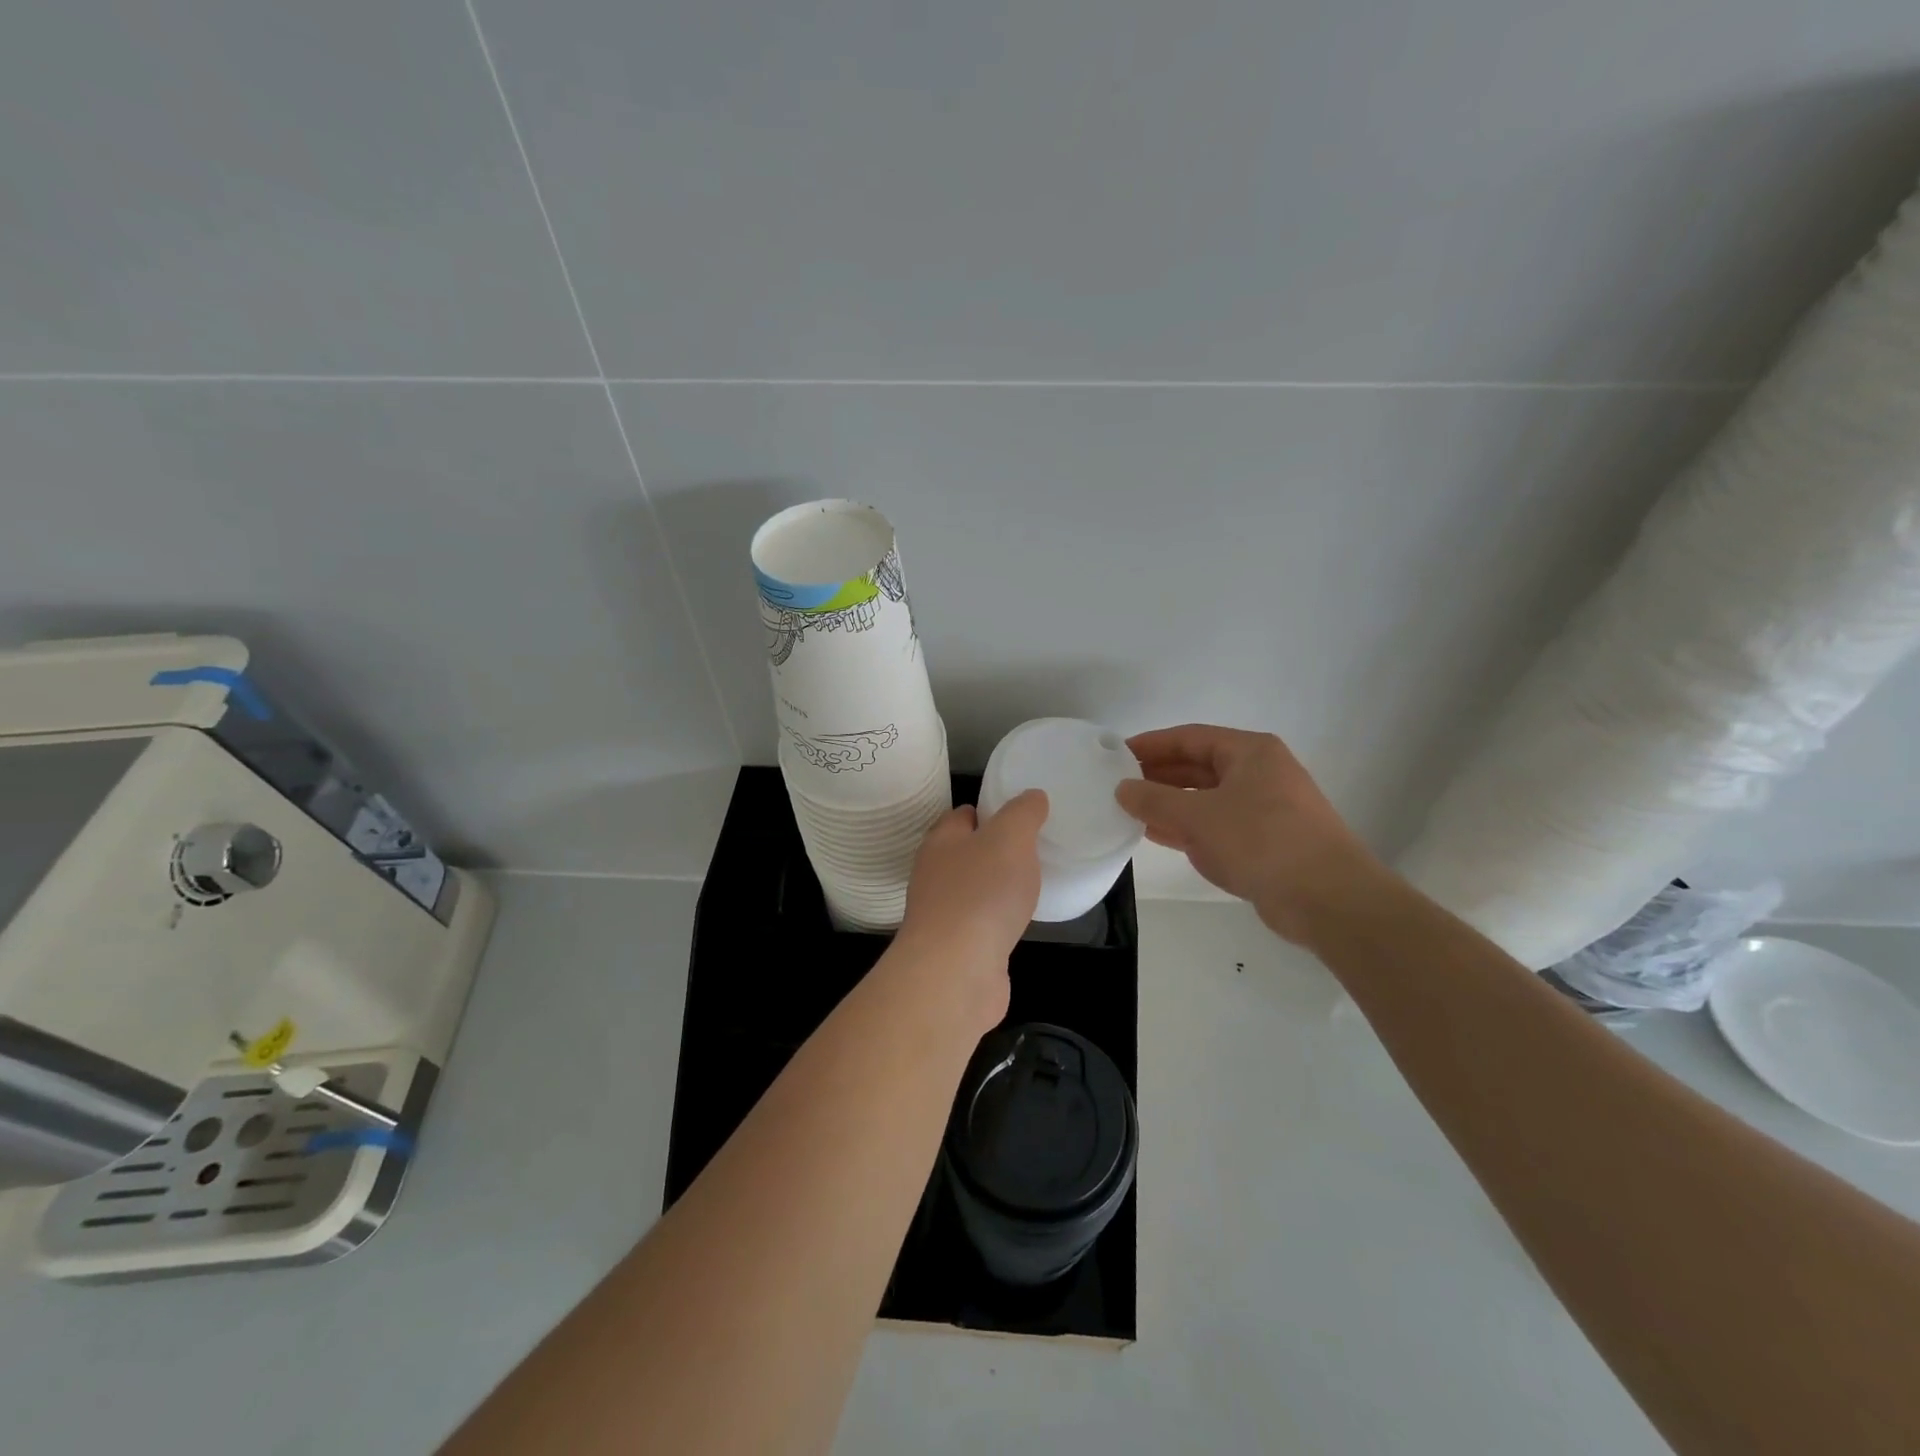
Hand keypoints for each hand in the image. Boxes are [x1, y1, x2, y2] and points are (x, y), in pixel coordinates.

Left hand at [895, 790, 1048, 1027]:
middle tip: (1033, 849)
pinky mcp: (956, 949)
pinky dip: (999, 920)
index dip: (989, 810)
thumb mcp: (1011, 838)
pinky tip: (1019, 922)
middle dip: (995, 850)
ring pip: (974, 889)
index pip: (962, 815)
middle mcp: (935, 874)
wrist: (956, 972)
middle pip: (966, 852)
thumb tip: (1032, 796)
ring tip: (1031, 884)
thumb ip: (1023, 813)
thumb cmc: (981, 893)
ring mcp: (943, 914)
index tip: (1021, 815)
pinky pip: (981, 924)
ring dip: (997, 887)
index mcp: (942, 841)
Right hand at [1116, 725, 1385, 943]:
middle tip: (1117, 784)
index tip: (1116, 755)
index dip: (1151, 745)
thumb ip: (1154, 800)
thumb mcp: (1199, 816)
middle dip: (1158, 775)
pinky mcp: (1264, 841)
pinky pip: (1216, 825)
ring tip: (1129, 810)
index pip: (1190, 737)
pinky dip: (1187, 827)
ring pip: (1206, 797)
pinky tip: (1156, 834)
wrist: (1328, 899)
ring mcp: (1264, 808)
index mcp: (1250, 752)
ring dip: (1169, 803)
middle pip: (1198, 766)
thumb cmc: (1261, 841)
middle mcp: (1259, 773)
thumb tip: (1122, 788)